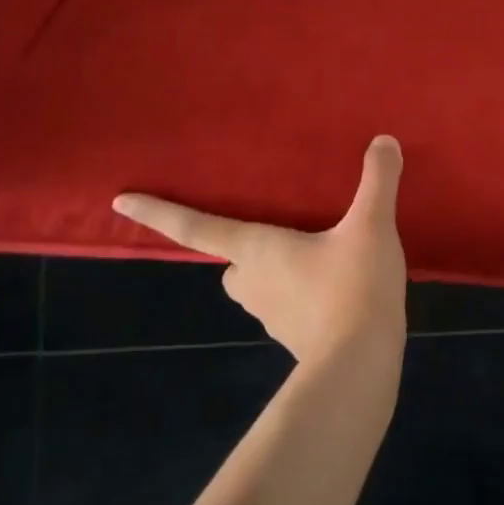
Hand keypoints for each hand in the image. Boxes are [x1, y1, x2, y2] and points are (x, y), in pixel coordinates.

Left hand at [113, 136, 406, 364]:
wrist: (361, 364)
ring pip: (258, 286)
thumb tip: (384, 140)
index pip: (197, 228)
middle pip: (232, 261)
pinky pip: (287, 306)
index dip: (158, 213)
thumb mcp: (371, 226)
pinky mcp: (294, 338)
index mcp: (258, 249)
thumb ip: (377, 181)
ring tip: (318, 256)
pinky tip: (336, 290)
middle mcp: (253, 282)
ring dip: (276, 271)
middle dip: (246, 248)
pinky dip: (301, 295)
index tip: (119, 202)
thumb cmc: (352, 287)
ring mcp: (271, 316)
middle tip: (280, 231)